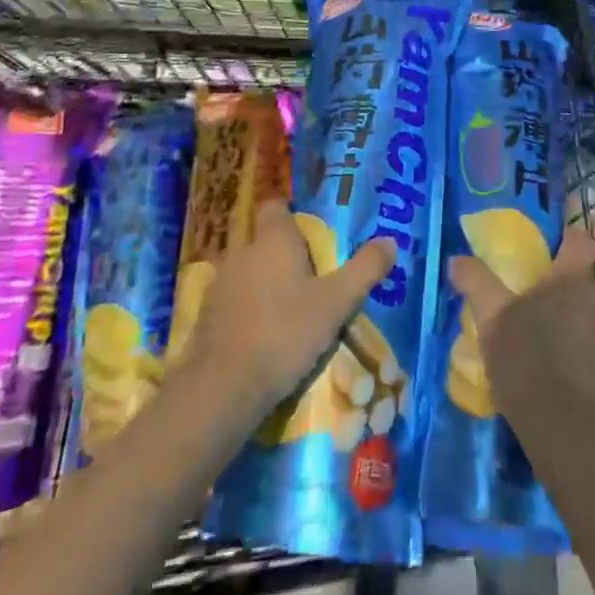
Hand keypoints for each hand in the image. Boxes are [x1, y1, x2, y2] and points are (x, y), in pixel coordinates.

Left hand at [183, 199, 396, 420]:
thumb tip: (390, 241)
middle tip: (309, 278)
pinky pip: (232, 300)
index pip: (275, 206)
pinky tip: (262, 335)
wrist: (223, 388)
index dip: (291, 216)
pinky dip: (246, 309)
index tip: (311, 236)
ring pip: (246, 271)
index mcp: (272, 240)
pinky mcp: (205, 316)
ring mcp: (219, 284)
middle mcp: (241, 252)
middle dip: (282, 254)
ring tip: (287, 309)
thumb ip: (364, 270)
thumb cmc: (285, 334)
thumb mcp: (336, 304)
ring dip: (263, 283)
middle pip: (263, 240)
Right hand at [449, 224, 594, 423]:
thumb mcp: (491, 317)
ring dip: (588, 300)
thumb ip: (476, 281)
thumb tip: (457, 259)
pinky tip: (568, 348)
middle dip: (582, 266)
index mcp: (572, 276)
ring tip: (559, 313)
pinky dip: (590, 332)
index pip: (580, 238)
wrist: (565, 427)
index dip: (567, 234)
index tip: (550, 240)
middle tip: (553, 276)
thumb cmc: (527, 359)